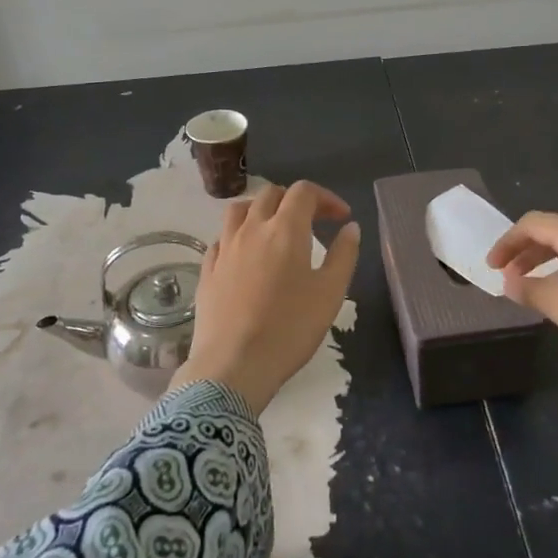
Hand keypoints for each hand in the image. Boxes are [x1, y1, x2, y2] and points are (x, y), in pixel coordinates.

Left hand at [178, 181, 361, 415]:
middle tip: (314, 222)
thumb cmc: (290, 328)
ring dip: (262, 210)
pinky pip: (222, 238)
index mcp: (285, 229)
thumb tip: (350, 227)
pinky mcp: (208, 270)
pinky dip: (239, 236)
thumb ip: (343, 255)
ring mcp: (224, 248)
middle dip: (295, 201)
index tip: (341, 218)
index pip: (304, 192)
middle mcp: (251, 229)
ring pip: (240, 210)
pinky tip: (247, 257)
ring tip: (276, 230)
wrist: (233, 365)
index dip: (326, 198)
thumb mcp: (330, 293)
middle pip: (271, 194)